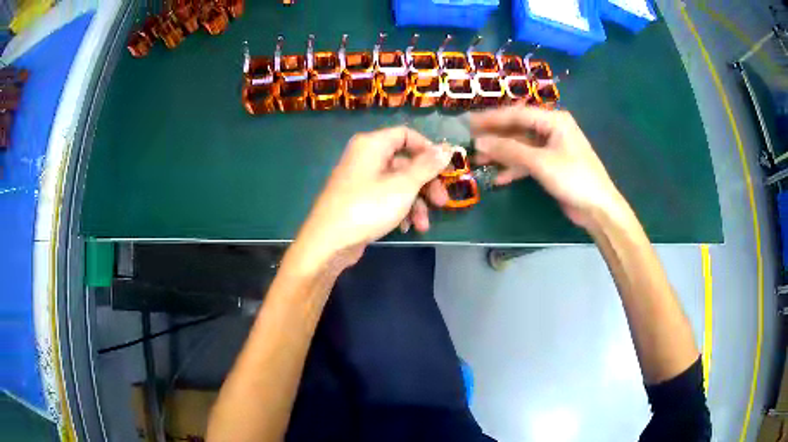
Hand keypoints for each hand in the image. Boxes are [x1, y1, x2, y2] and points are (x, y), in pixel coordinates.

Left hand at [291, 127, 450, 270]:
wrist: (329, 242)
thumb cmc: (368, 207)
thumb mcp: (403, 185)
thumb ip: (427, 165)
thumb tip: (447, 148)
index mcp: (372, 144)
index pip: (406, 134)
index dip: (428, 149)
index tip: (444, 168)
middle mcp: (365, 157)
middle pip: (405, 162)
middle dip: (426, 184)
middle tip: (441, 202)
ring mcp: (361, 179)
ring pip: (397, 183)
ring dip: (415, 203)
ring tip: (423, 225)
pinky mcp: (359, 199)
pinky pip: (385, 196)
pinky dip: (399, 209)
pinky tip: (406, 227)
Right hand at [470, 106, 625, 228]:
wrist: (598, 208)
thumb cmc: (573, 178)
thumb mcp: (540, 162)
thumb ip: (509, 150)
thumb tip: (479, 142)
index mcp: (553, 120)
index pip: (517, 114)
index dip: (491, 118)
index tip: (468, 122)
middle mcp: (552, 129)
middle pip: (517, 129)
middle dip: (495, 137)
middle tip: (470, 140)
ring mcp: (551, 148)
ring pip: (521, 146)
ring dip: (502, 154)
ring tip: (479, 161)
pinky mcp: (551, 164)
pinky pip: (528, 161)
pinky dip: (514, 168)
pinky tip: (498, 178)